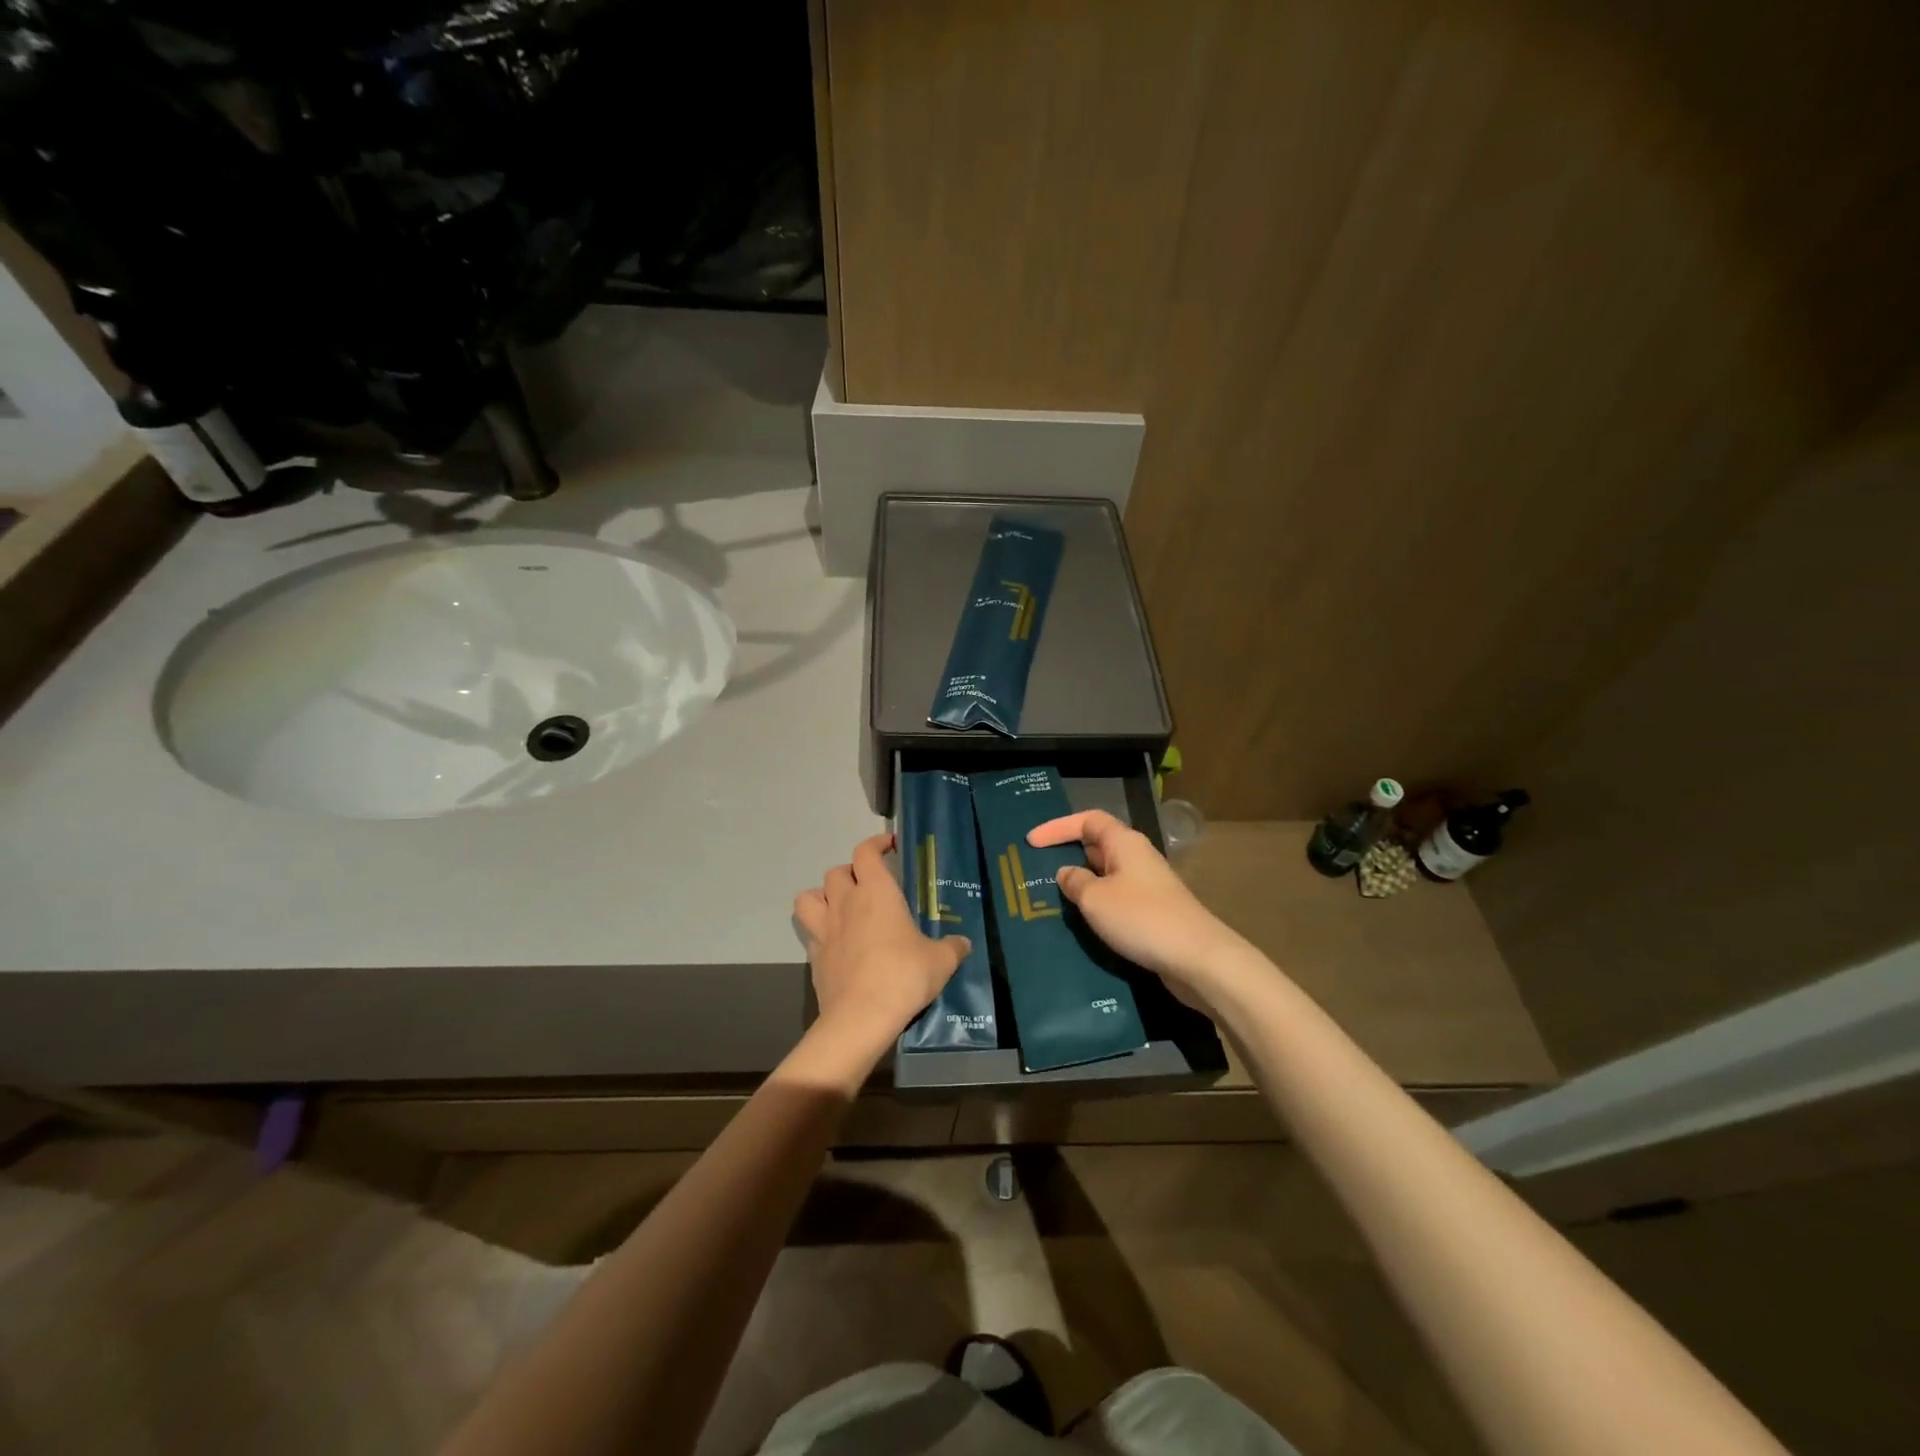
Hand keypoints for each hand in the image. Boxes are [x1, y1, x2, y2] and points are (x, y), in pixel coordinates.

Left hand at [793, 834, 970, 1054]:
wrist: (861, 1017)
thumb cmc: (903, 976)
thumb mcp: (940, 961)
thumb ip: (952, 948)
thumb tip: (963, 944)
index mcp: (876, 892)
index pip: (866, 852)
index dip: (876, 844)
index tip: (889, 847)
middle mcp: (845, 903)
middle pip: (836, 871)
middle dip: (851, 873)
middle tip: (869, 886)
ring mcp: (824, 928)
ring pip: (809, 896)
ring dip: (823, 896)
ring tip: (841, 908)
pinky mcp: (813, 955)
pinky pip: (810, 931)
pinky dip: (819, 930)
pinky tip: (836, 942)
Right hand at [1027, 810, 1251, 995]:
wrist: (1196, 958)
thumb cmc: (1141, 918)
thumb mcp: (1095, 899)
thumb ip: (1075, 882)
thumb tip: (1067, 873)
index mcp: (1124, 842)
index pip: (1087, 820)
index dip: (1057, 827)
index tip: (1030, 841)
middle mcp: (1137, 857)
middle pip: (1097, 844)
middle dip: (1068, 853)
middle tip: (1038, 868)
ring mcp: (1147, 885)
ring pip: (1106, 874)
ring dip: (1082, 882)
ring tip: (1054, 896)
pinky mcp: (1153, 911)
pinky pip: (1116, 897)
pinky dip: (1097, 903)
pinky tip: (1083, 920)